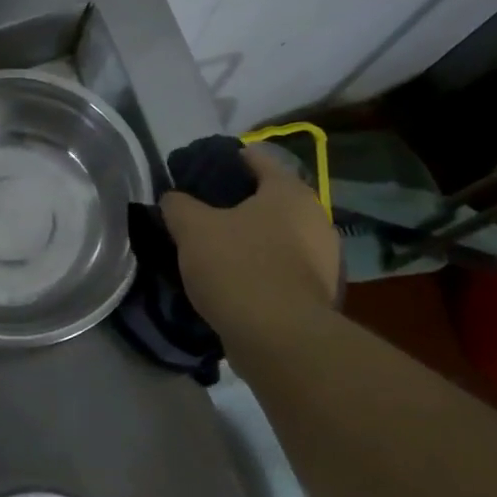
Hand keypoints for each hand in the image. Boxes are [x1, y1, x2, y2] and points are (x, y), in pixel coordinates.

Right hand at [161, 147, 340, 346]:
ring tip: (218, 248)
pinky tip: (237, 279)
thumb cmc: (237, 267)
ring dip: (254, 239)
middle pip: (272, 200)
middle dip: (242, 204)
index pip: (259, 159)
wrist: (278, 337)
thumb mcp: (192, 229)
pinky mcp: (319, 292)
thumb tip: (173, 198)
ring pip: (280, 236)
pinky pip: (284, 268)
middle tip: (207, 212)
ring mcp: (324, 258)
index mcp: (289, 192)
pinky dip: (263, 268)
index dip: (231, 159)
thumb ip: (178, 205)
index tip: (206, 168)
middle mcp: (315, 217)